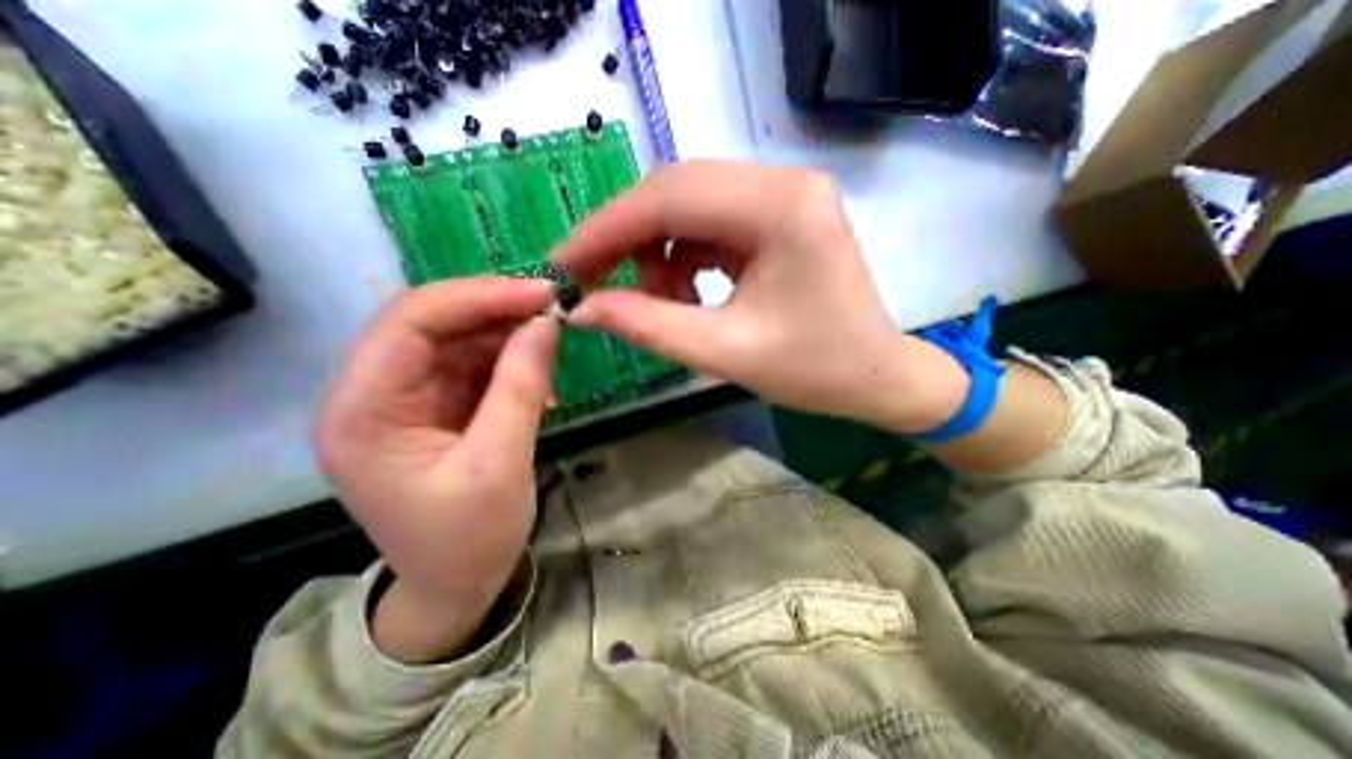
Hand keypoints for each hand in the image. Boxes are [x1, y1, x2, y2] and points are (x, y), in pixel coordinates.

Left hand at [318, 280, 560, 662]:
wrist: (455, 586)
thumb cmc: (470, 538)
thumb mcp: (501, 463)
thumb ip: (521, 387)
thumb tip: (546, 322)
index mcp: (363, 412)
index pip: (410, 322)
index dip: (478, 297)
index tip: (541, 294)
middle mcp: (372, 394)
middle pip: (430, 323)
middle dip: (494, 309)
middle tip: (553, 308)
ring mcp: (405, 399)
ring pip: (455, 340)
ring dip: (506, 336)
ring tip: (550, 345)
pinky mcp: (435, 407)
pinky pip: (472, 365)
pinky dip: (508, 362)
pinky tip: (538, 380)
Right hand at [556, 160, 966, 431]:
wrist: (876, 377)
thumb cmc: (815, 372)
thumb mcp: (724, 354)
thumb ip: (648, 327)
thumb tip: (582, 309)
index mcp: (781, 207)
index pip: (670, 197)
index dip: (606, 228)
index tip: (563, 261)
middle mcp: (783, 184)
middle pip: (676, 192)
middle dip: (626, 238)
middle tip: (594, 282)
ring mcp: (782, 197)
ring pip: (689, 208)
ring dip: (658, 253)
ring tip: (658, 302)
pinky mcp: (777, 218)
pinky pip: (710, 225)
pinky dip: (683, 258)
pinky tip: (686, 294)